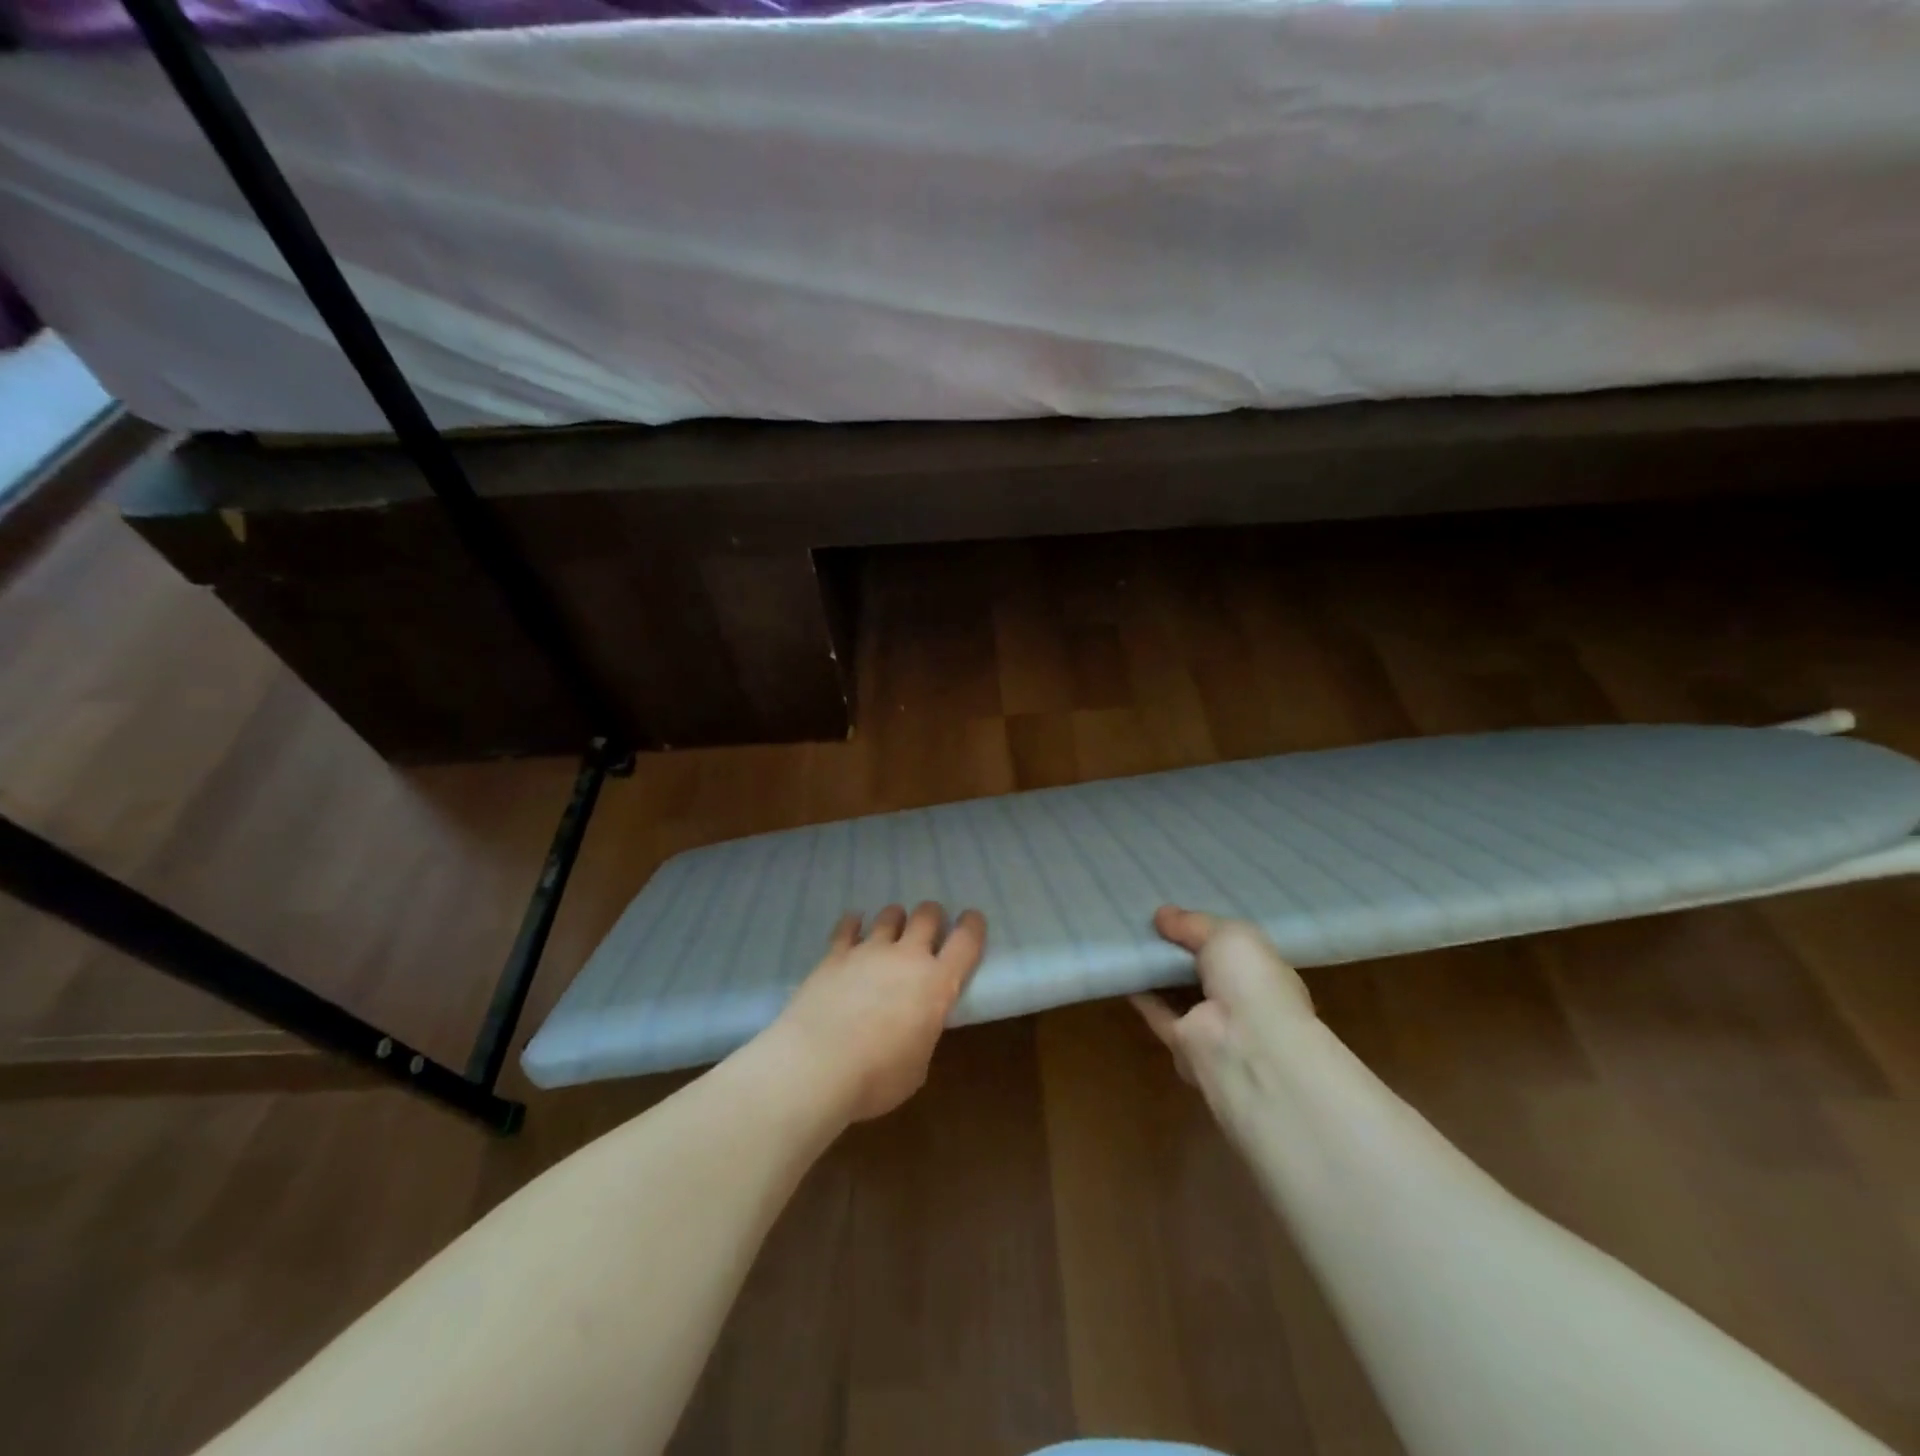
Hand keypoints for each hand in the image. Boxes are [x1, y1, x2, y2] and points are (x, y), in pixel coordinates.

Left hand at [769, 903, 986, 1123]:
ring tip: (892, 928)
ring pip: (889, 916)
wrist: (816, 1065)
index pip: (965, 941)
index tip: (973, 919)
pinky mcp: (834, 955)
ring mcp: (868, 951)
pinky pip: (847, 927)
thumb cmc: (876, 1077)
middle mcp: (906, 957)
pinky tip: (853, 925)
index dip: (972, 926)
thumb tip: (913, 1029)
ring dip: (895, 919)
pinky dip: (853, 924)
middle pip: (926, 916)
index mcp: (936, 984)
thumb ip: (921, 1036)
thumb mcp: (916, 1066)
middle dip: (932, 916)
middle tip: (930, 926)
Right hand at [1131, 905, 1313, 1097]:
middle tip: (1146, 919)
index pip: (1233, 948)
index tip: (1178, 910)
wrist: (1245, 1044)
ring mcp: (1210, 1023)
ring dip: (1156, 968)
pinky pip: (1156, 1010)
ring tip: (1127, 936)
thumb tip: (1162, 914)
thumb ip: (1193, 923)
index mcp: (1260, 972)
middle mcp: (1238, 999)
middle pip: (1201, 968)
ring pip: (1177, 990)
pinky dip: (1139, 991)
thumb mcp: (1228, 934)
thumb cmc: (1250, 981)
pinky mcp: (1181, 1042)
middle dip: (1178, 947)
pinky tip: (1121, 966)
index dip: (1207, 929)